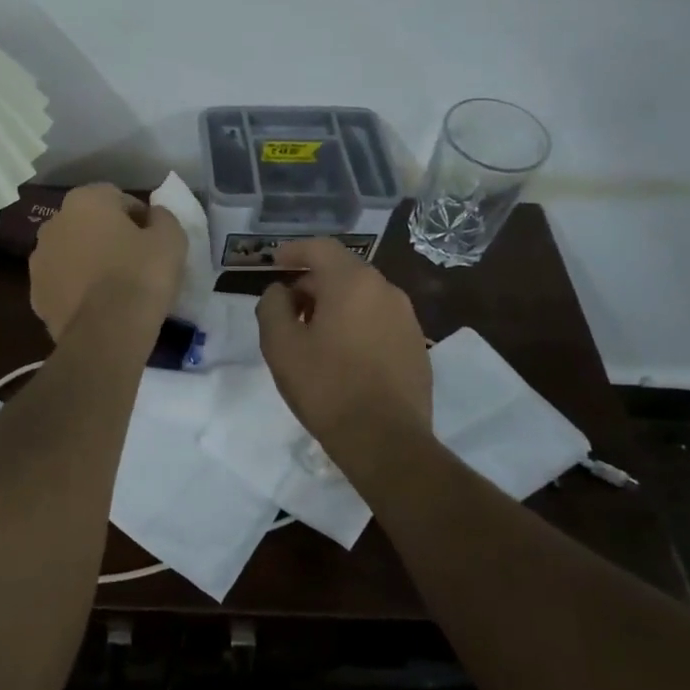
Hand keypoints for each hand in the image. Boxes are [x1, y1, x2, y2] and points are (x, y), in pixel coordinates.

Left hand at [30, 184, 186, 340]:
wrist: (106, 333)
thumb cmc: (141, 275)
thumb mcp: (171, 238)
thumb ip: (162, 218)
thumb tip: (153, 216)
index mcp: (85, 200)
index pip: (118, 199)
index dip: (139, 219)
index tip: (154, 241)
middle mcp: (54, 222)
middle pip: (89, 224)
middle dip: (109, 237)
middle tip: (135, 262)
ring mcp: (38, 260)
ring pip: (71, 253)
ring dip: (88, 262)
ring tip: (114, 288)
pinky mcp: (35, 295)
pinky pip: (63, 284)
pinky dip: (76, 289)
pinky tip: (97, 306)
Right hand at [255, 238, 431, 460]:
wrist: (386, 441)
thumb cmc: (327, 387)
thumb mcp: (281, 345)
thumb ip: (272, 306)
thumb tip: (280, 291)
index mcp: (352, 283)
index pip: (321, 248)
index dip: (294, 251)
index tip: (275, 262)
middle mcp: (385, 290)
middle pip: (343, 270)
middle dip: (313, 282)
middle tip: (288, 307)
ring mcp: (407, 318)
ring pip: (363, 296)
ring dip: (335, 304)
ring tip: (313, 334)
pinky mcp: (417, 345)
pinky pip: (379, 319)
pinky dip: (357, 323)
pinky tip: (343, 355)